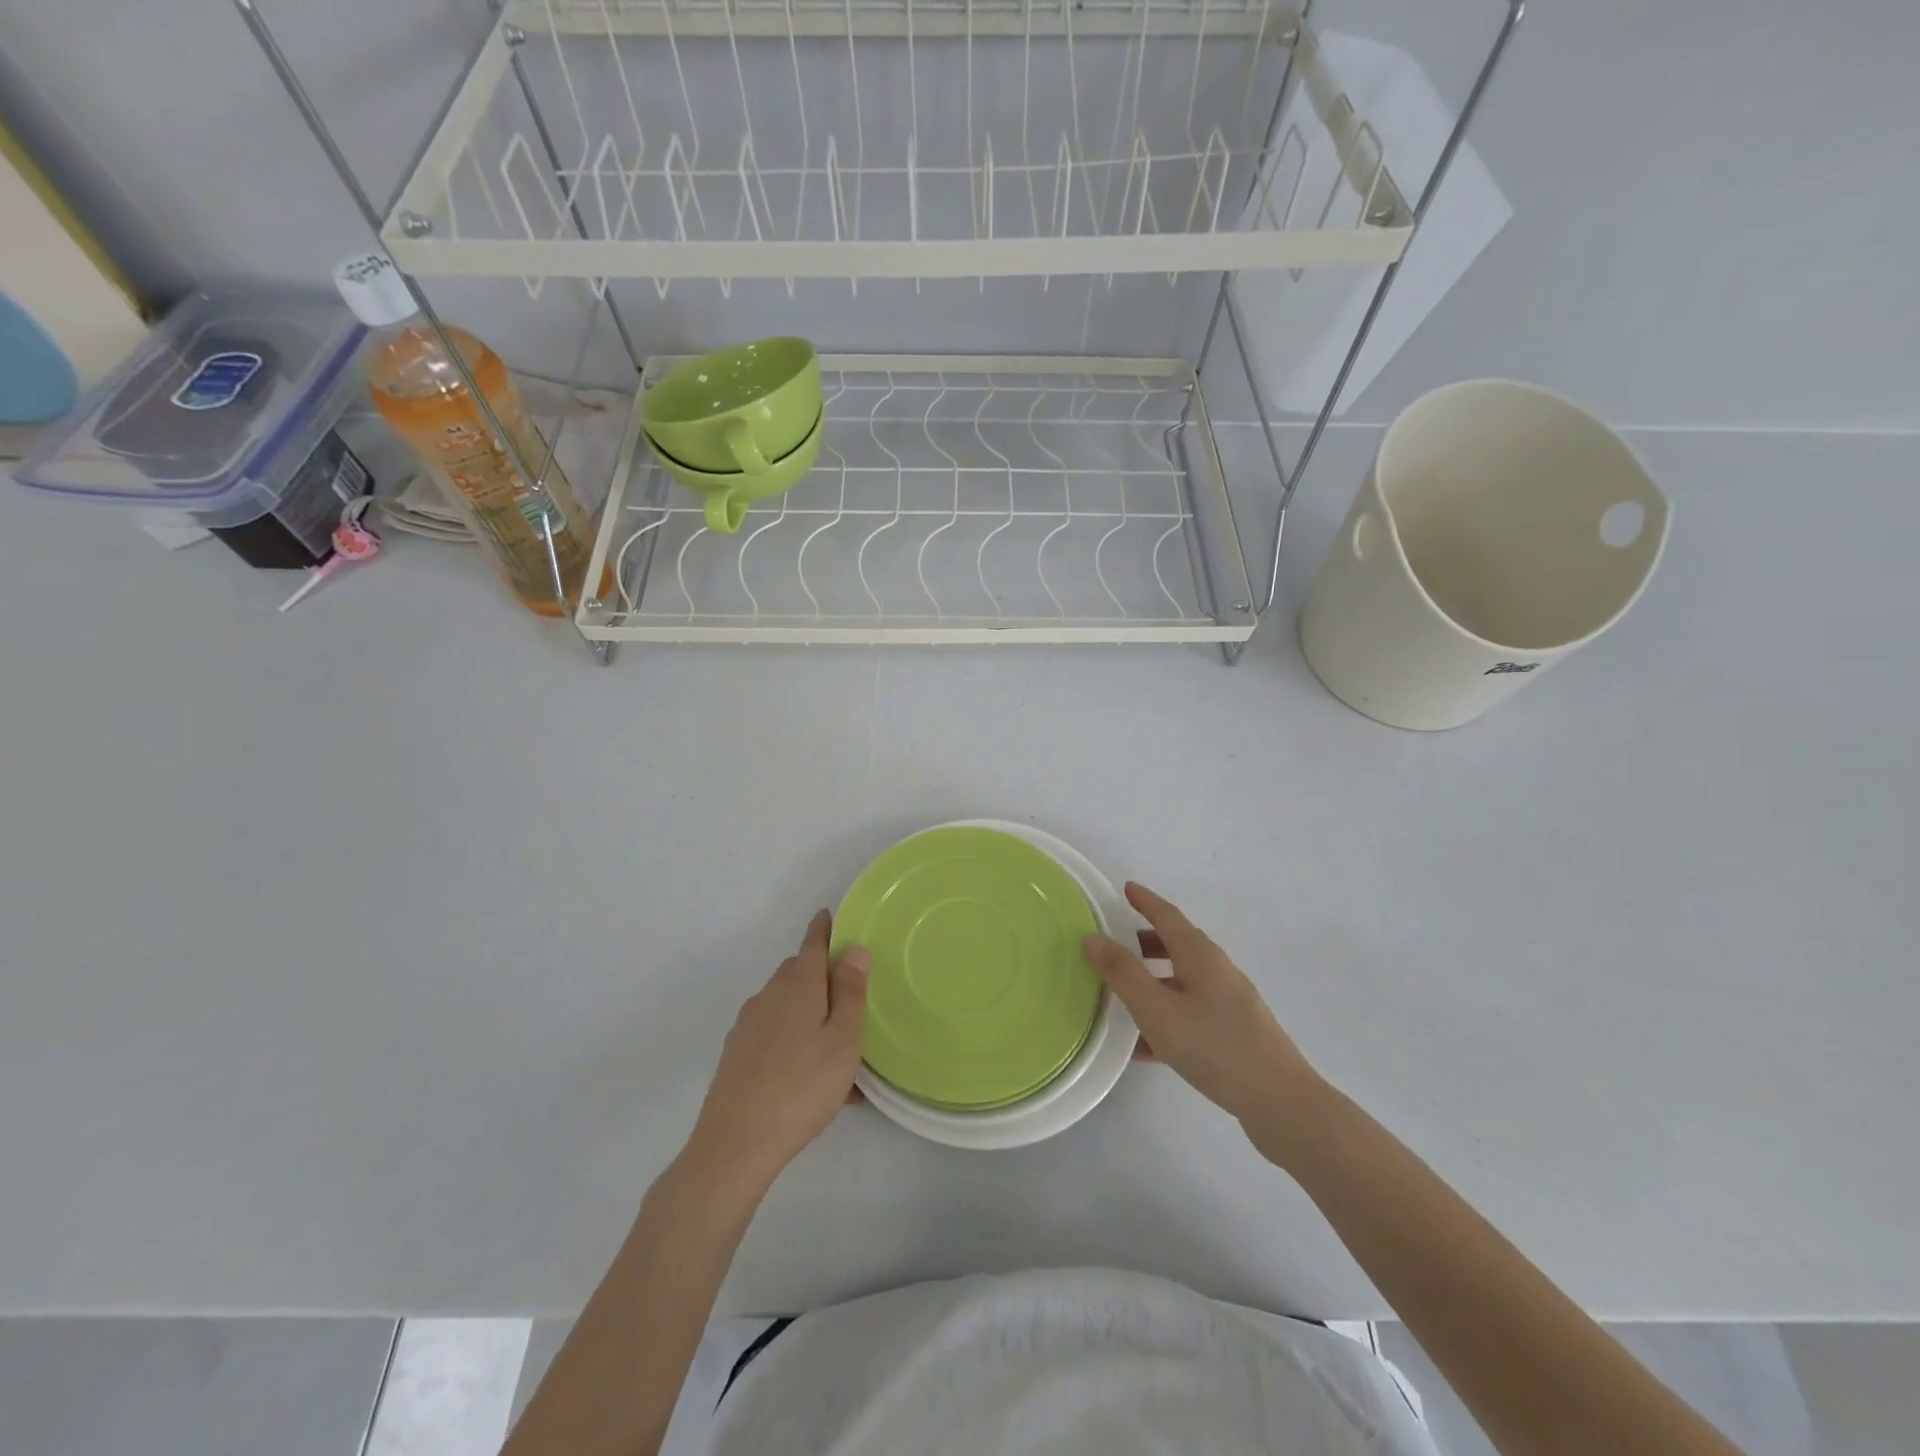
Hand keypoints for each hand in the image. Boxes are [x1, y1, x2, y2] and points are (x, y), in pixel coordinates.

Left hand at [685, 910, 868, 1189]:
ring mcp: (748, 1025)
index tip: (830, 916)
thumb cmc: (802, 1086)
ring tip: (838, 1054)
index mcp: (798, 984)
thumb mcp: (843, 1039)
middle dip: (822, 977)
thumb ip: (850, 992)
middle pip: (798, 973)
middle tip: (851, 1001)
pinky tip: (812, 1079)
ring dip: (810, 1015)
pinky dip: (795, 1041)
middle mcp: (769, 995)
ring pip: (786, 1006)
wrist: (735, 1144)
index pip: (812, 942)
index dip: (824, 928)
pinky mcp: (737, 1054)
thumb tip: (853, 948)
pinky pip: (774, 1034)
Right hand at [1083, 883, 1328, 1166]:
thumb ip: (1123, 973)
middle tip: (1116, 944)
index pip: (1167, 916)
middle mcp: (1218, 971)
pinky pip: (1191, 1012)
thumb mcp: (1158, 1010)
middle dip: (1146, 941)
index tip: (1126, 888)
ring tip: (1122, 998)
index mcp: (1201, 956)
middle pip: (1177, 945)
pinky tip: (1144, 1048)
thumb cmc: (1215, 1047)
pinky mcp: (1235, 1033)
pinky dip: (1166, 1016)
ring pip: (1183, 981)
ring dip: (1153, 981)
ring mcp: (1230, 1003)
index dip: (1145, 901)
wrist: (1281, 1103)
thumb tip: (1092, 938)